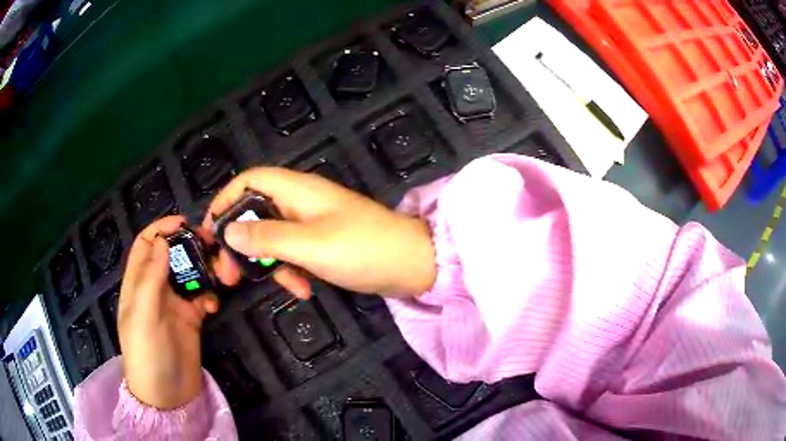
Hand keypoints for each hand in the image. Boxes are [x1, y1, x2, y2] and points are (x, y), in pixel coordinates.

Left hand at [118, 216, 218, 409]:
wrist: (168, 395)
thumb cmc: (147, 353)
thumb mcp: (143, 315)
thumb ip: (150, 278)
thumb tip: (164, 241)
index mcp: (137, 283)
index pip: (146, 244)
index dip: (161, 229)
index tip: (184, 222)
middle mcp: (155, 288)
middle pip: (171, 254)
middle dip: (189, 245)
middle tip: (211, 244)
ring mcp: (174, 303)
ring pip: (189, 273)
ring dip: (203, 269)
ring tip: (219, 273)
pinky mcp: (191, 318)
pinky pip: (202, 296)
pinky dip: (210, 294)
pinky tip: (214, 305)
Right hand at [204, 167, 435, 298]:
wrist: (413, 265)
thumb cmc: (362, 248)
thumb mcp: (309, 244)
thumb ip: (266, 237)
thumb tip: (229, 233)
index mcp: (297, 189)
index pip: (249, 180)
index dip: (225, 201)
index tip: (211, 233)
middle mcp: (301, 201)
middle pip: (255, 212)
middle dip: (241, 243)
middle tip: (230, 275)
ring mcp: (312, 223)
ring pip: (273, 237)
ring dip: (268, 263)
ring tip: (275, 288)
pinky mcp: (323, 243)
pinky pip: (294, 253)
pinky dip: (293, 270)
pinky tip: (303, 291)